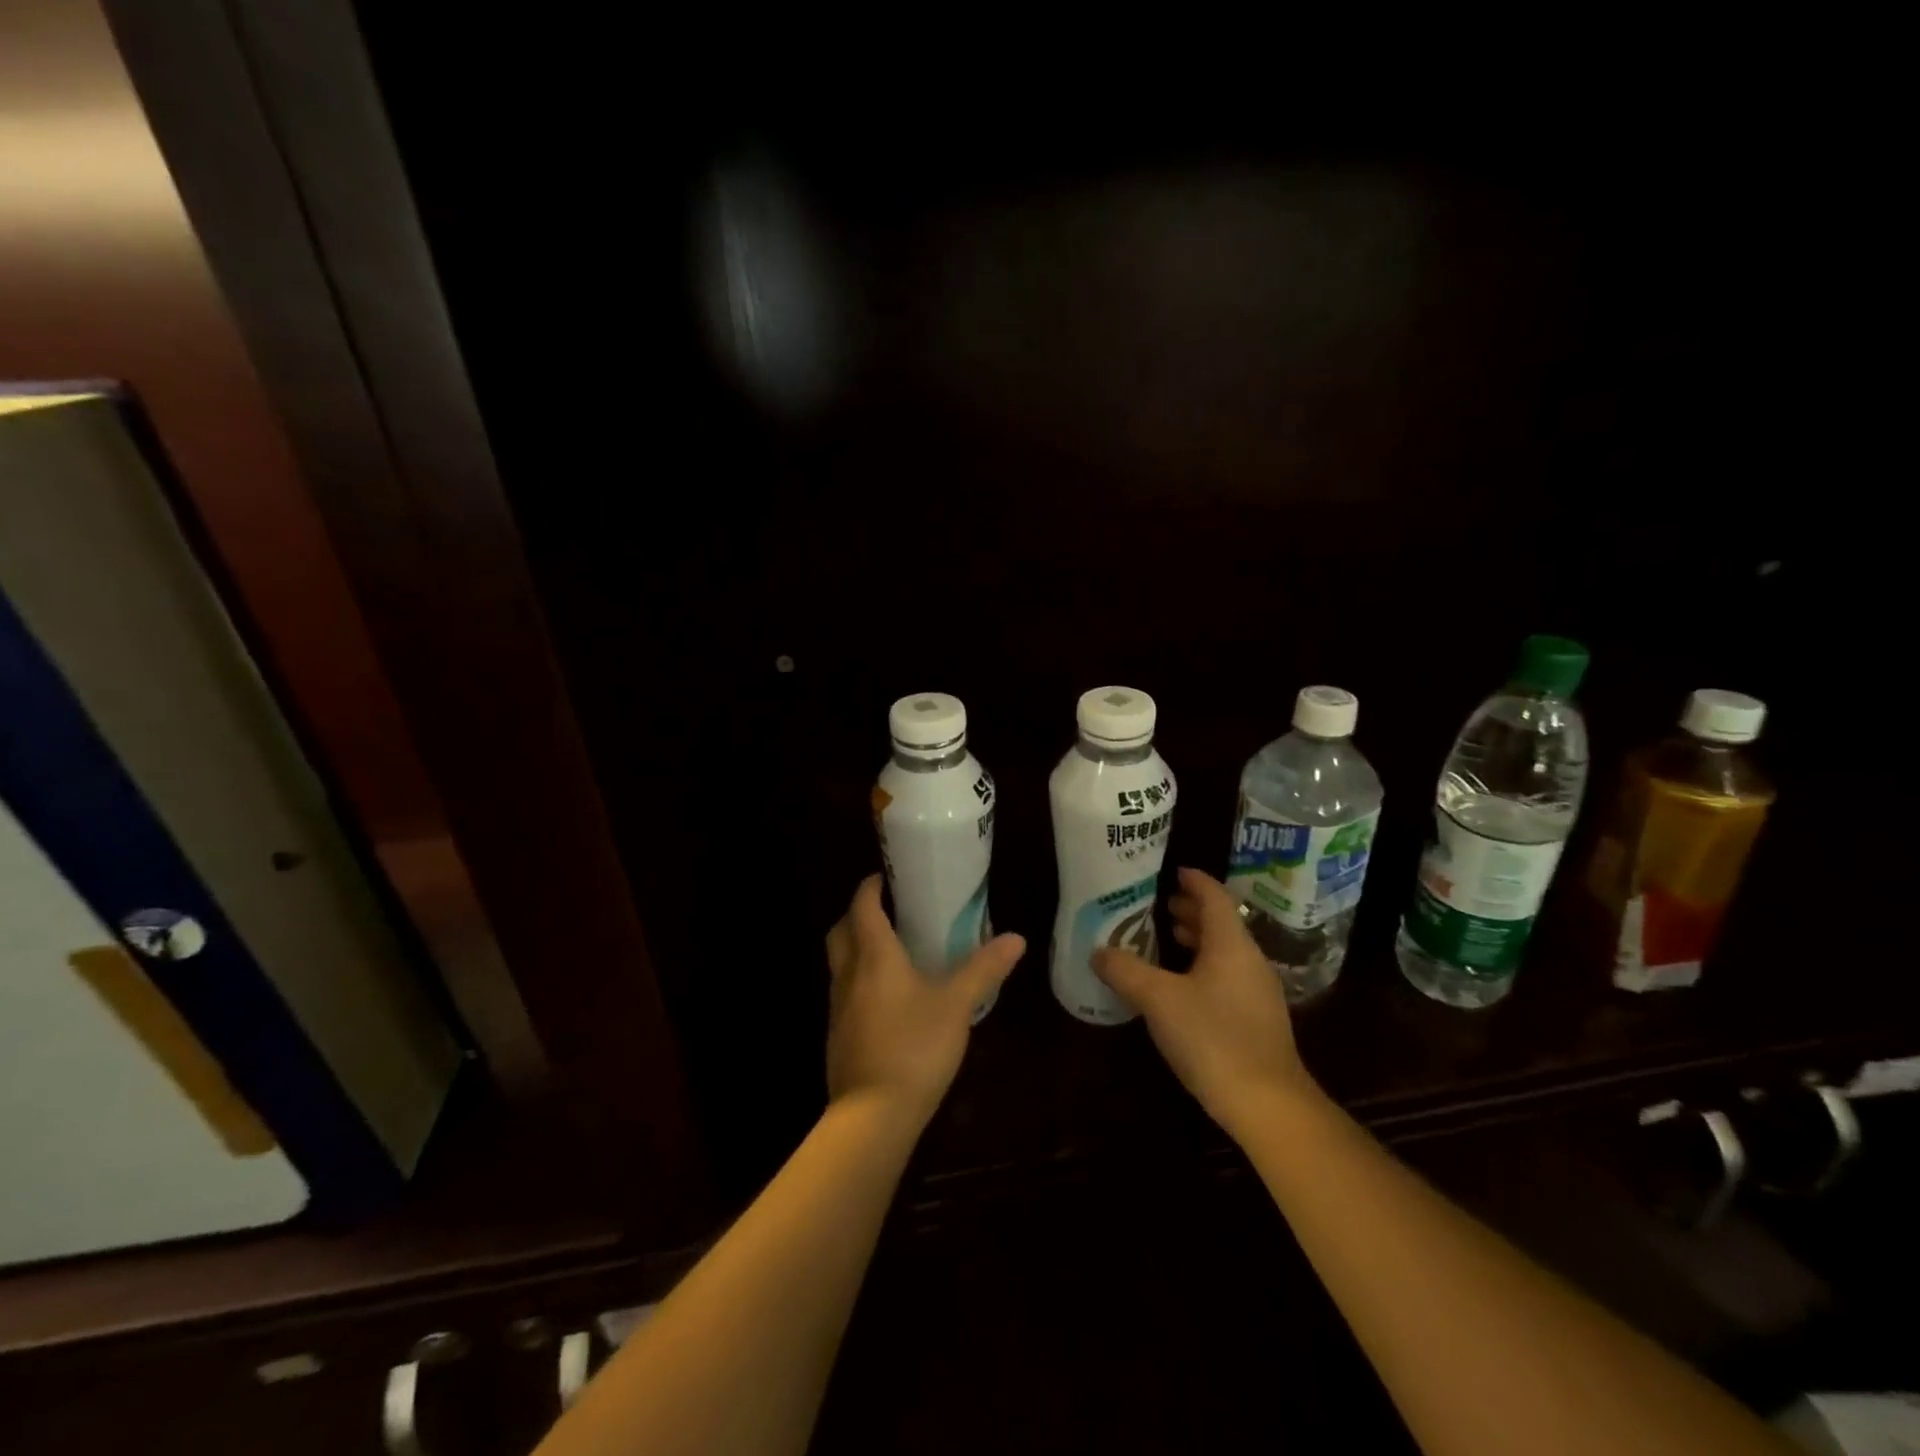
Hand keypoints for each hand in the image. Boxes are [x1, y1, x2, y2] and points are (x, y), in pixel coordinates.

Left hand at [824, 875, 1025, 1128]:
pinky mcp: (838, 1035)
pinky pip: (844, 993)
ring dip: (855, 948)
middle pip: (841, 931)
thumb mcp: (957, 1004)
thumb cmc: (915, 1047)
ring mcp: (838, 1007)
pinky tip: (886, 1000)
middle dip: (857, 915)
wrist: (873, 1114)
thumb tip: (1016, 938)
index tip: (885, 877)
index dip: (870, 888)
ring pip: (839, 963)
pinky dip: (859, 981)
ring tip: (890, 952)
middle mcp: (849, 975)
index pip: (863, 907)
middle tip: (886, 911)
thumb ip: (984, 969)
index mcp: (874, 956)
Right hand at [1093, 867, 1320, 1141]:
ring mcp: (1258, 992)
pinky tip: (1182, 986)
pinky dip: (1204, 967)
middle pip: (1221, 923)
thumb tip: (1098, 951)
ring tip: (1167, 937)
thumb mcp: (1158, 1000)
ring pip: (1225, 951)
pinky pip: (1228, 976)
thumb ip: (1126, 970)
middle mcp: (1249, 960)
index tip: (1173, 871)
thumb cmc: (1212, 1037)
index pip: (1214, 897)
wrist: (1267, 1104)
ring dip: (1198, 940)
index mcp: (1230, 943)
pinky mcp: (1257, 1020)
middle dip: (1191, 910)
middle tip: (1159, 904)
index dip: (1194, 880)